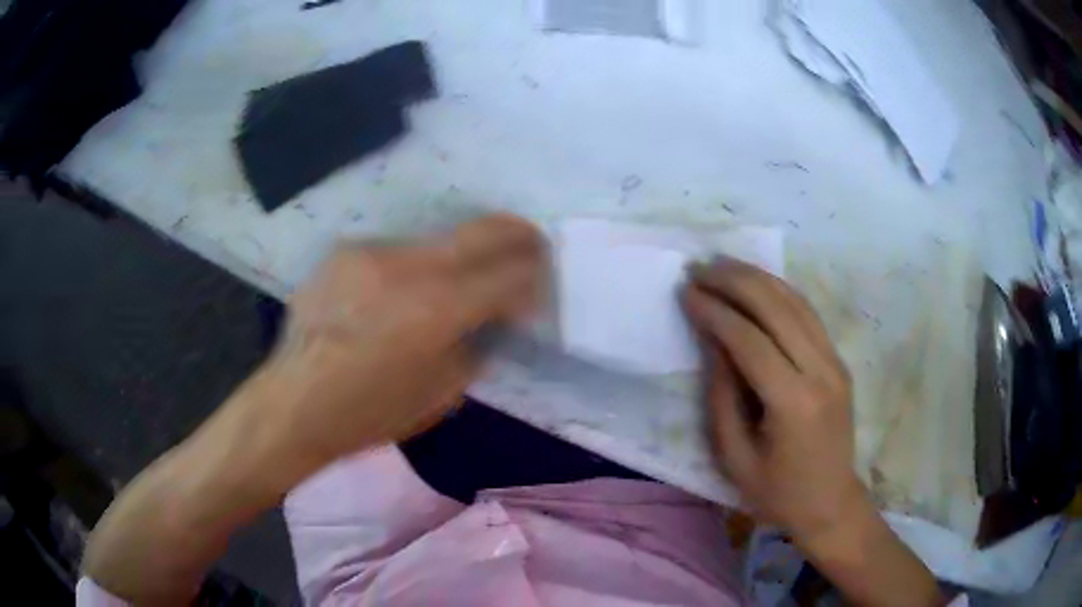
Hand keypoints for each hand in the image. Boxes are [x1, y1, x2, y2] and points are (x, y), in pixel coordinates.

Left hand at [253, 213, 546, 466]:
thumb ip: (477, 345)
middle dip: (517, 237)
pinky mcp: (345, 250)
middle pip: (482, 230)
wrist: (294, 403)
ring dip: (458, 259)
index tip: (537, 289)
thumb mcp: (442, 394)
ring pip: (438, 240)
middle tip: (531, 246)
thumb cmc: (370, 414)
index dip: (534, 278)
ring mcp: (372, 252)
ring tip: (452, 285)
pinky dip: (413, 268)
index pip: (509, 273)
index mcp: (436, 310)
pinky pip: (397, 252)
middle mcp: (407, 266)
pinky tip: (398, 295)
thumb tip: (497, 317)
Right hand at [682, 258, 865, 550]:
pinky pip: (808, 314)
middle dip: (735, 281)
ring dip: (757, 278)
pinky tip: (757, 283)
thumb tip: (712, 340)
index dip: (715, 312)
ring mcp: (835, 362)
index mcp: (794, 403)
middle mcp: (821, 371)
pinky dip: (780, 291)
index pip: (750, 340)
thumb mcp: (735, 456)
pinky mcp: (839, 361)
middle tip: (700, 268)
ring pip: (796, 302)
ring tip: (723, 265)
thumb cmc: (777, 492)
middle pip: (776, 308)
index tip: (686, 292)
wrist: (831, 502)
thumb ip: (721, 395)